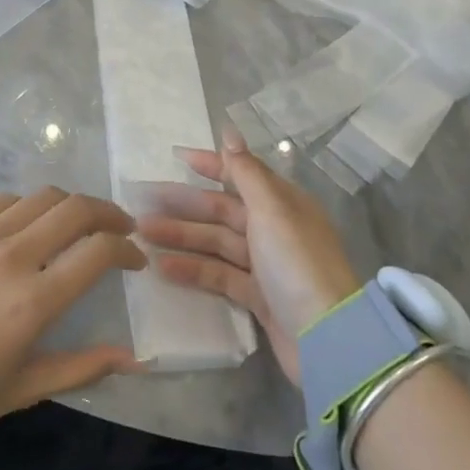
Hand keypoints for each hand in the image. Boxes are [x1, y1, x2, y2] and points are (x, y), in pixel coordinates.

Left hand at [0, 188, 147, 437]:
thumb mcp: (22, 389)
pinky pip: (1, 202)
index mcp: (33, 301)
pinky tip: (24, 226)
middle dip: (108, 213)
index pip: (98, 252)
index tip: (134, 259)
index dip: (126, 249)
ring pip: (41, 197)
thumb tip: (135, 358)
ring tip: (75, 223)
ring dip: (69, 206)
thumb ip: (82, 368)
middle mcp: (11, 256)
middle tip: (119, 226)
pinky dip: (25, 209)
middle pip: (76, 209)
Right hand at [136, 129, 359, 384]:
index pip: (241, 175)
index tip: (176, 158)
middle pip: (223, 210)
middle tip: (144, 203)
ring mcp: (266, 265)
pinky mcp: (258, 298)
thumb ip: (246, 172)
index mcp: (282, 203)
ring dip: (182, 237)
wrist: (326, 338)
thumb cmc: (296, 262)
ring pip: (217, 243)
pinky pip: (220, 275)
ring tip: (143, 234)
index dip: (211, 165)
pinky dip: (194, 270)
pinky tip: (163, 267)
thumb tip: (229, 132)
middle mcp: (274, 229)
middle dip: (185, 205)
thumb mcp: (271, 209)